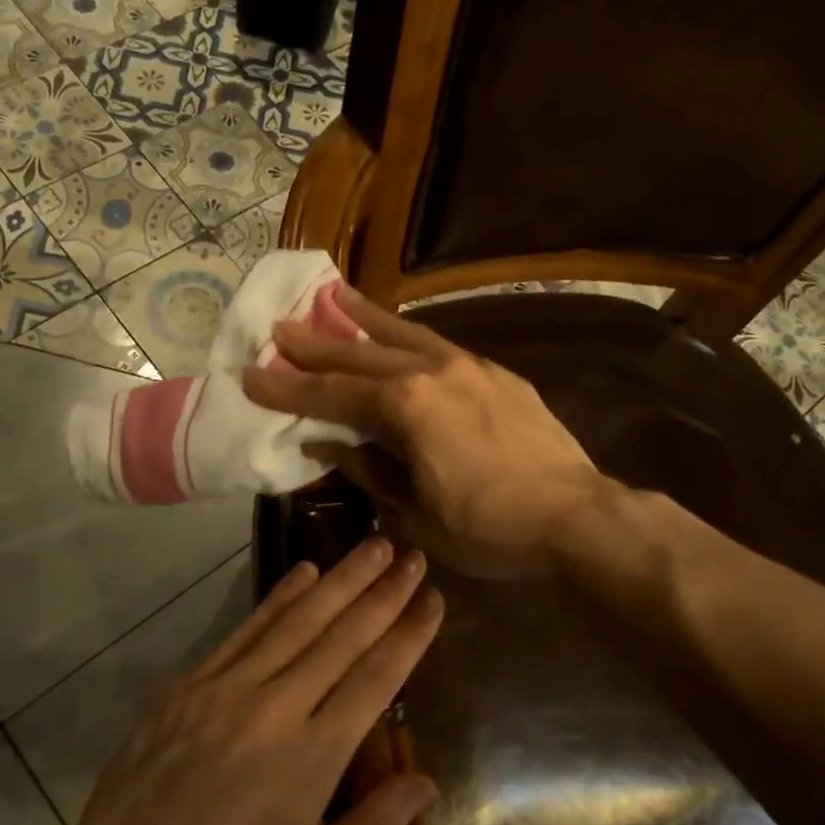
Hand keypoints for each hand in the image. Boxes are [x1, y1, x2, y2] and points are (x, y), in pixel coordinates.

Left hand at [61, 538, 442, 824]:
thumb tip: (423, 782)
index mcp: (313, 760)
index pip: (375, 679)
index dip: (408, 635)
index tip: (432, 599)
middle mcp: (276, 709)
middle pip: (341, 636)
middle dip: (383, 592)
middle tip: (411, 554)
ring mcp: (228, 688)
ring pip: (297, 621)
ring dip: (340, 579)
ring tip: (372, 545)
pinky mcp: (190, 683)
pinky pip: (245, 629)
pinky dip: (279, 597)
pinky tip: (304, 572)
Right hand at [242, 286, 604, 577]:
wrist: (575, 518)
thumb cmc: (487, 529)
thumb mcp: (413, 513)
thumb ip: (366, 470)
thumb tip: (325, 445)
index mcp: (405, 408)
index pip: (330, 394)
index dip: (286, 388)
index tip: (250, 374)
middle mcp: (432, 372)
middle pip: (359, 355)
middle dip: (315, 344)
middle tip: (278, 328)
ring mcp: (468, 367)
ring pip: (402, 335)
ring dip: (362, 319)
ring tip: (333, 296)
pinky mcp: (496, 374)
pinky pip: (437, 345)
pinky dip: (406, 336)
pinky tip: (396, 335)